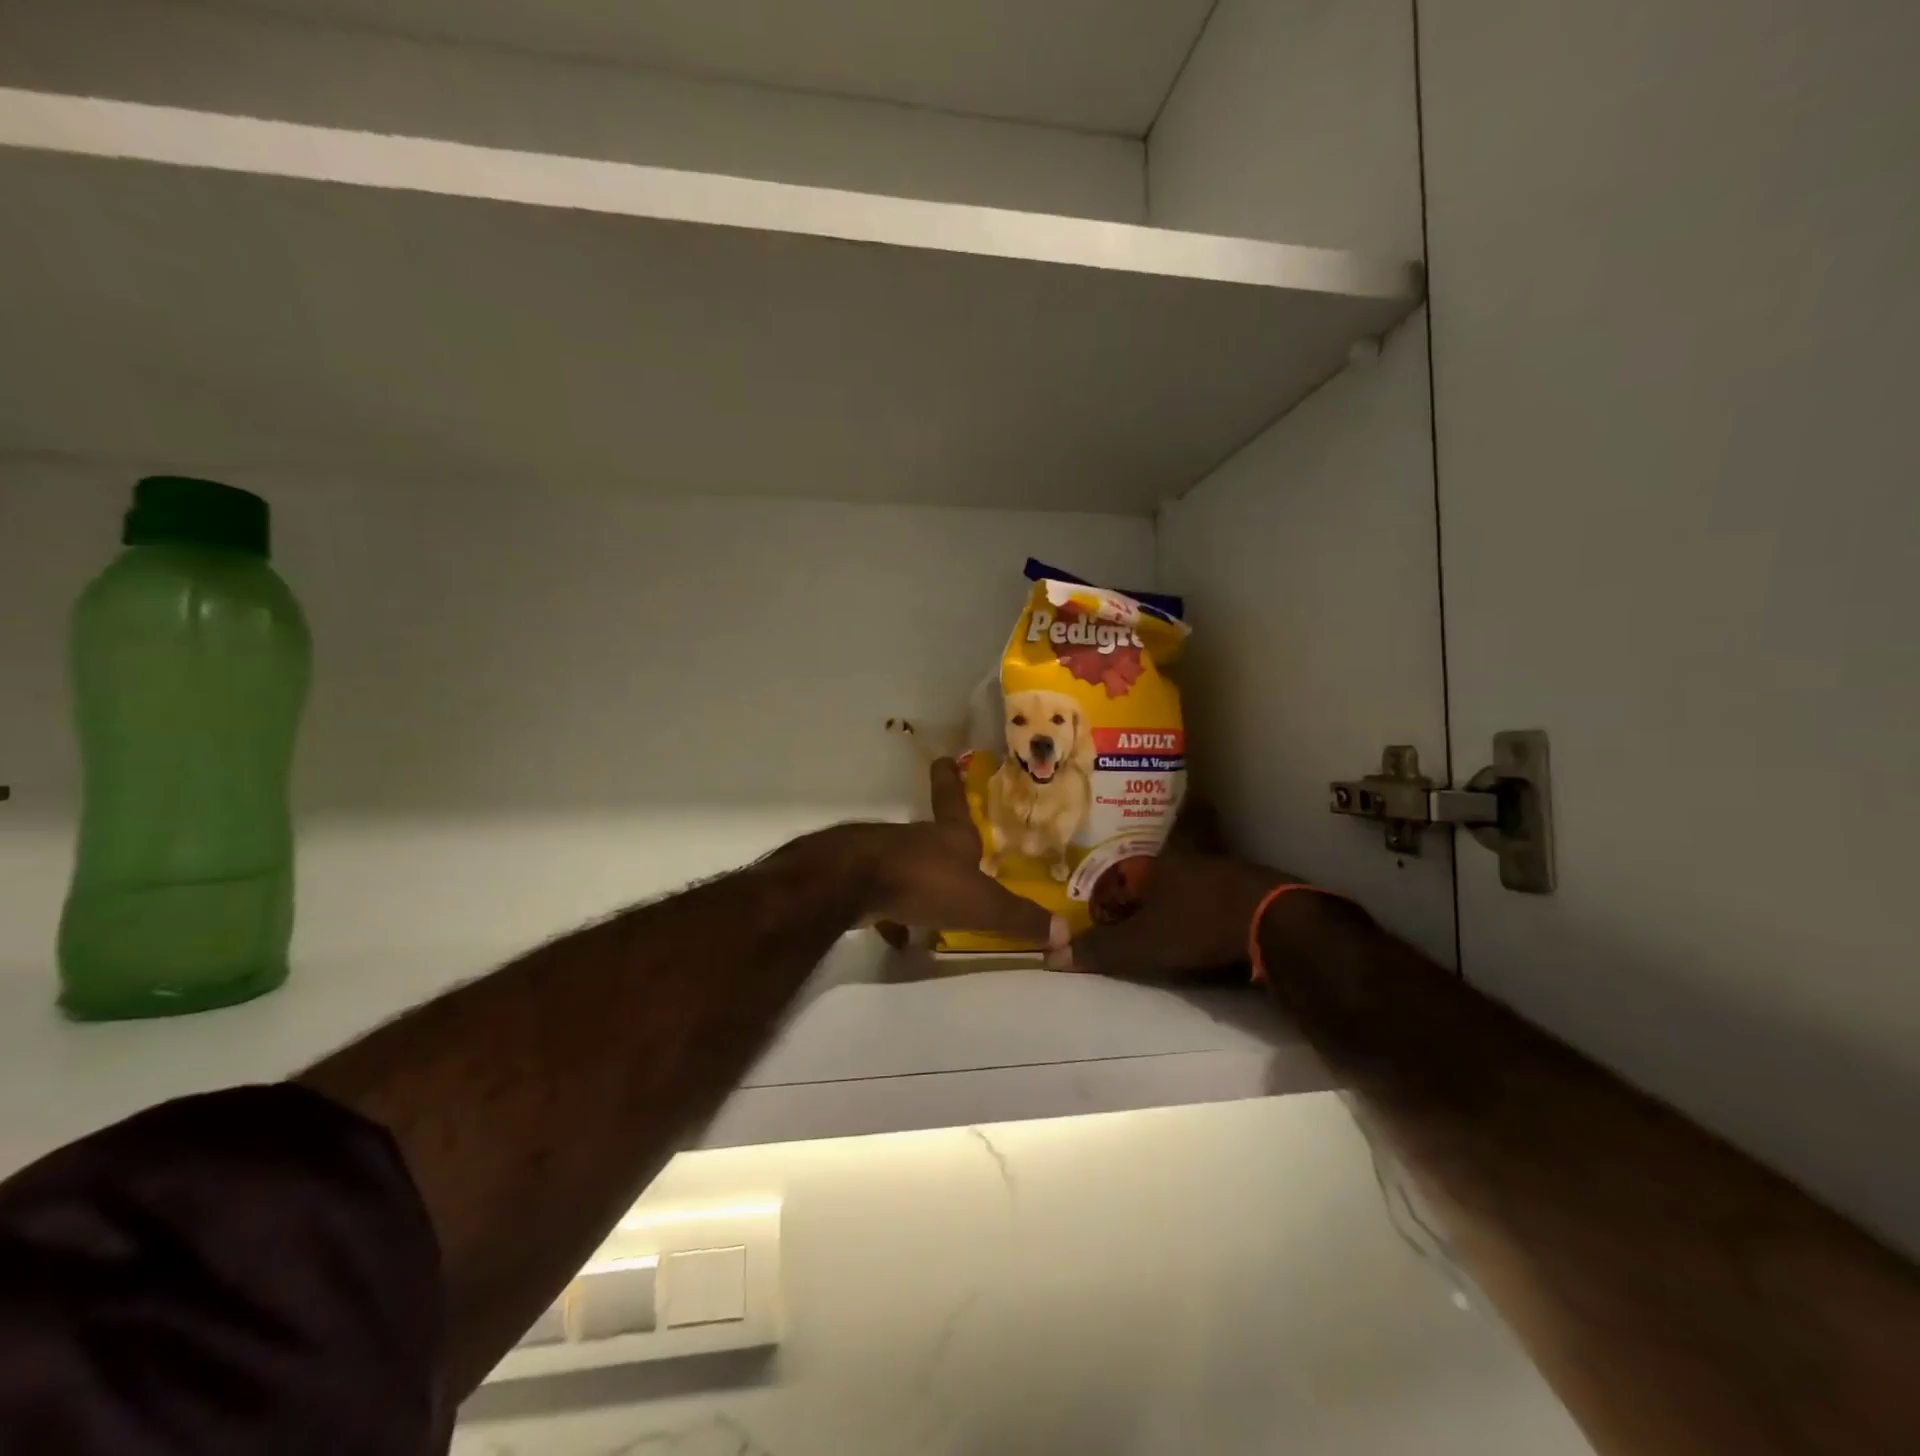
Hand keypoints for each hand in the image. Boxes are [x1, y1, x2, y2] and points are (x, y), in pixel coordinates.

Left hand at [862, 759, 1066, 949]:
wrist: (855, 884)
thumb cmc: (927, 881)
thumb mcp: (983, 904)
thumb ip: (1020, 918)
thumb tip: (1065, 934)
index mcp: (950, 834)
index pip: (952, 798)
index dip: (951, 779)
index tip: (945, 758)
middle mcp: (917, 838)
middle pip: (931, 833)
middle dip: (941, 840)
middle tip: (954, 851)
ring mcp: (886, 856)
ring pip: (907, 862)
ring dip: (920, 877)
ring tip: (932, 901)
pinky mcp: (861, 880)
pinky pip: (884, 894)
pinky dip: (894, 910)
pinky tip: (898, 933)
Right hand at [1049, 851, 1293, 980]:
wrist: (1273, 920)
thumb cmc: (1196, 926)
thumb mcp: (1141, 944)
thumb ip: (1099, 950)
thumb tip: (1050, 956)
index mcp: (1151, 866)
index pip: (1113, 878)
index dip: (1103, 903)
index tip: (1102, 929)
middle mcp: (1182, 860)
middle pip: (1148, 881)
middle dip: (1137, 904)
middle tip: (1132, 932)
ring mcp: (1217, 871)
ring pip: (1181, 888)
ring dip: (1171, 909)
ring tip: (1166, 936)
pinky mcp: (1246, 888)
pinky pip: (1210, 900)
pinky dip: (1200, 915)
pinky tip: (1204, 935)